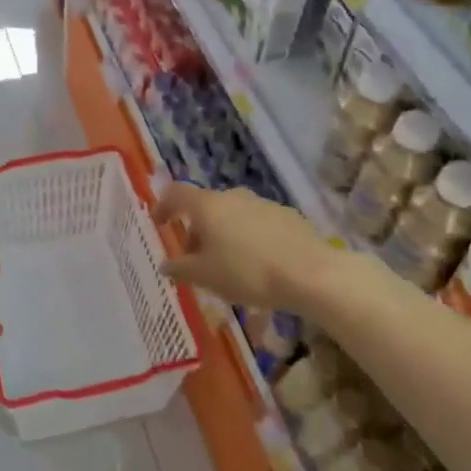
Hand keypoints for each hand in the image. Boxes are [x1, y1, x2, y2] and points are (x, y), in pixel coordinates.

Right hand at [153, 184, 328, 310]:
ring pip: (232, 216)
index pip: (176, 194)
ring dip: (223, 236)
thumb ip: (180, 269)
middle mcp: (233, 197)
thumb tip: (166, 265)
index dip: (163, 206)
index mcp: (208, 206)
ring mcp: (263, 204)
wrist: (311, 274)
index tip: (159, 223)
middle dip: (196, 231)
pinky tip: (257, 265)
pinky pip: (256, 224)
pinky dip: (248, 239)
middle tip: (195, 260)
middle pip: (206, 208)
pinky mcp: (287, 217)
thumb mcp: (205, 276)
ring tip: (227, 267)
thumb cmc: (247, 272)